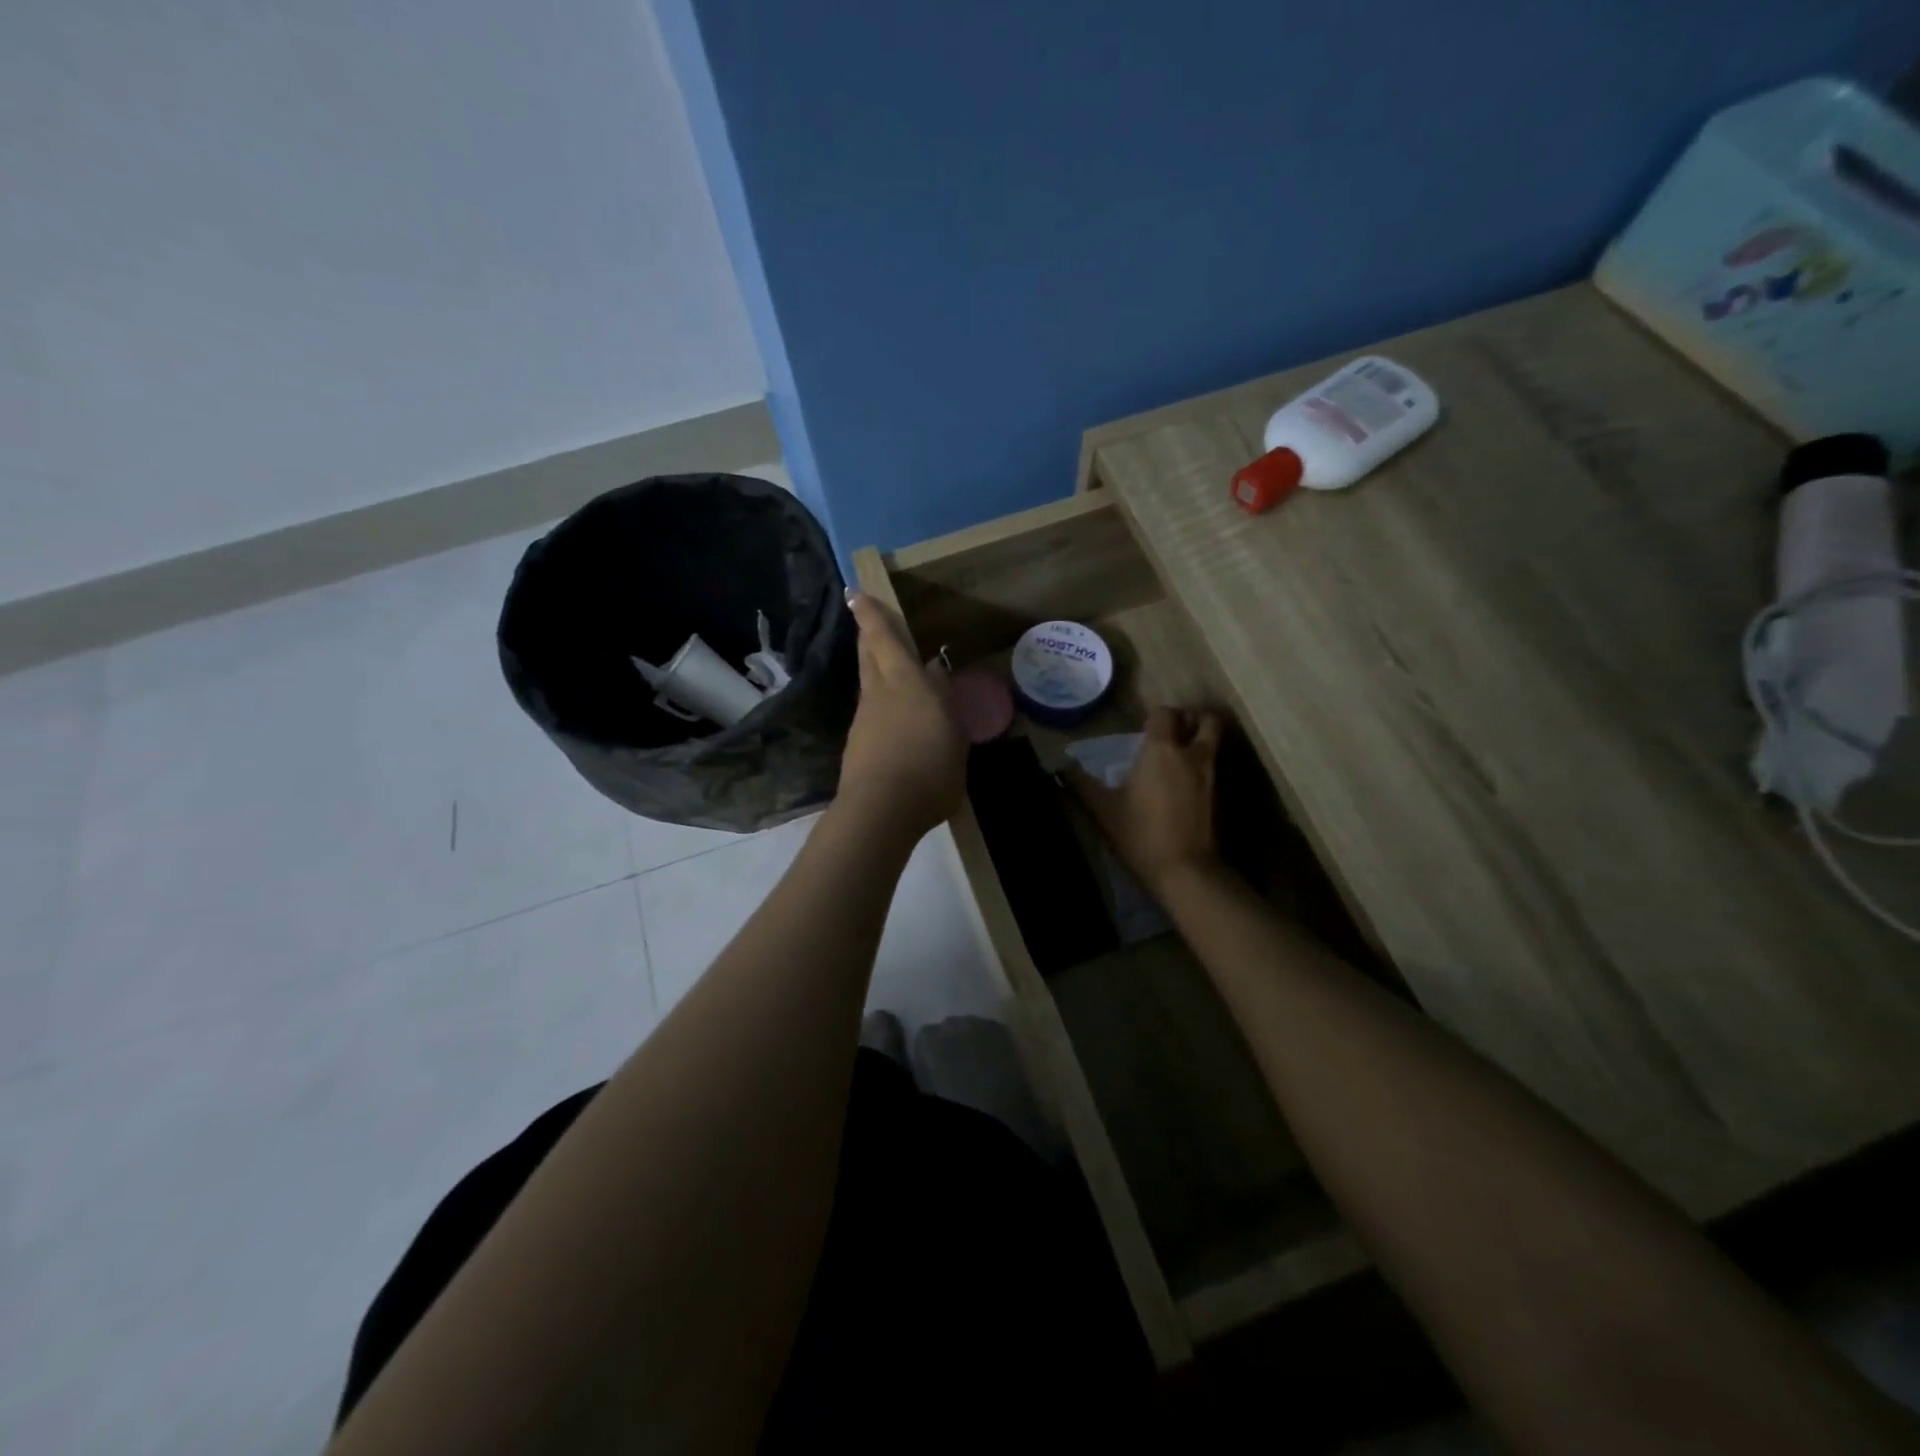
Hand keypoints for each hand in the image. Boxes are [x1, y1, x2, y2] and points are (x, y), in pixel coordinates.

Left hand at [837, 590, 966, 840]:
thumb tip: (936, 675)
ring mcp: (864, 719)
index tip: (854, 593)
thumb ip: (944, 702)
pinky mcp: (857, 744)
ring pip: (868, 682)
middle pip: (869, 655)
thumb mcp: (953, 735)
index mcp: (906, 683)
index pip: (884, 639)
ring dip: (874, 668)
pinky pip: (871, 711)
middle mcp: (880, 694)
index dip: (870, 615)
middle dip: (868, 635)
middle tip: (867, 621)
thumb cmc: (929, 771)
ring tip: (889, 667)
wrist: (880, 812)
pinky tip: (894, 718)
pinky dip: (880, 704)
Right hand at [1067, 706, 1222, 893]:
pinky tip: (1185, 782)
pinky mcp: (1220, 797)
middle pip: (1204, 720)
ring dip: (1200, 740)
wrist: (1184, 871)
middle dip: (1191, 718)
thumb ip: (1081, 784)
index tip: (1143, 726)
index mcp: (1161, 749)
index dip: (1155, 714)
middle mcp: (1191, 754)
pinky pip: (1214, 767)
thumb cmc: (1140, 833)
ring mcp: (1211, 775)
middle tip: (1173, 730)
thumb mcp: (1103, 809)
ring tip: (1179, 754)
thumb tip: (1059, 768)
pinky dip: (1203, 766)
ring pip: (1214, 742)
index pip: (1164, 713)